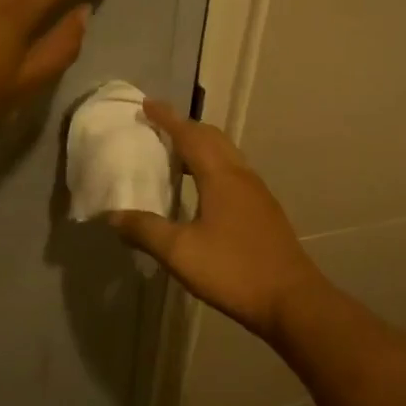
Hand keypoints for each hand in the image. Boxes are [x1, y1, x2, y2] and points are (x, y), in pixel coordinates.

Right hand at [108, 100, 326, 342]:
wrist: (291, 300)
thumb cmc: (233, 270)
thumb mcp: (180, 252)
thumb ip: (145, 230)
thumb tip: (113, 216)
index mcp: (221, 177)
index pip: (190, 135)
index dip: (167, 119)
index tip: (147, 104)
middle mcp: (242, 176)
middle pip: (213, 138)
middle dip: (186, 127)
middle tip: (159, 127)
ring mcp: (258, 194)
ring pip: (227, 156)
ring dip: (201, 147)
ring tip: (176, 155)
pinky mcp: (265, 212)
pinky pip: (234, 174)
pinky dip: (213, 167)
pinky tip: (202, 191)